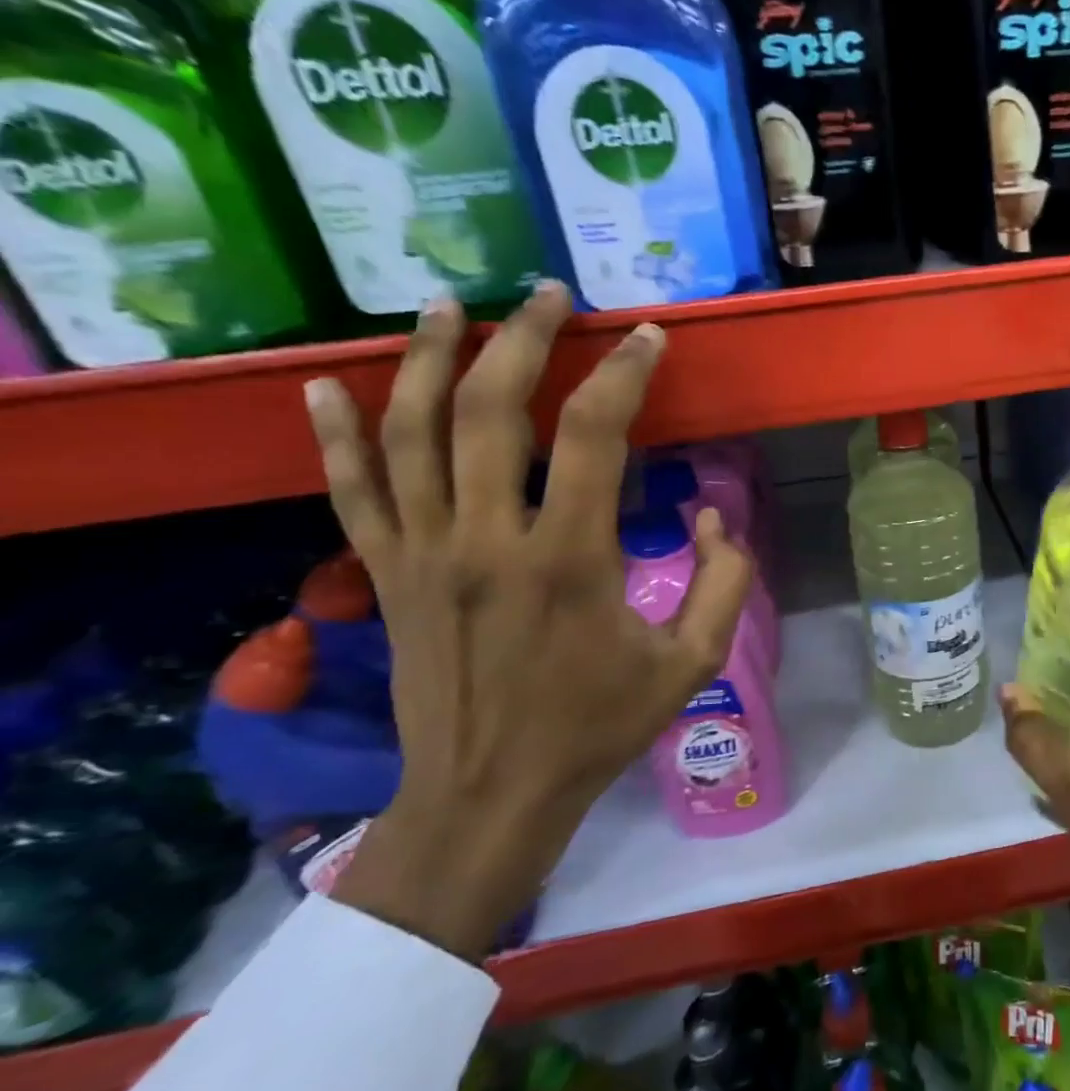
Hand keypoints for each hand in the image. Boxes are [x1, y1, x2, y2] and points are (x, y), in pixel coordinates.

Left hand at [306, 283, 752, 960]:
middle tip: (550, 294)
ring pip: (409, 433)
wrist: (489, 796)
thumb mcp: (694, 662)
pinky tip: (325, 384)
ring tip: (449, 304)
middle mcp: (487, 541)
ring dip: (426, 359)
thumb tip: (714, 515)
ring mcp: (423, 554)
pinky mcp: (386, 575)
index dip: (624, 374)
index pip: (593, 436)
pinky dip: (335, 433)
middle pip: (489, 411)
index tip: (649, 337)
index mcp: (569, 560)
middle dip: (523, 339)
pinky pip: (352, 490)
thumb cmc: (598, 727)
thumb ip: (724, 581)